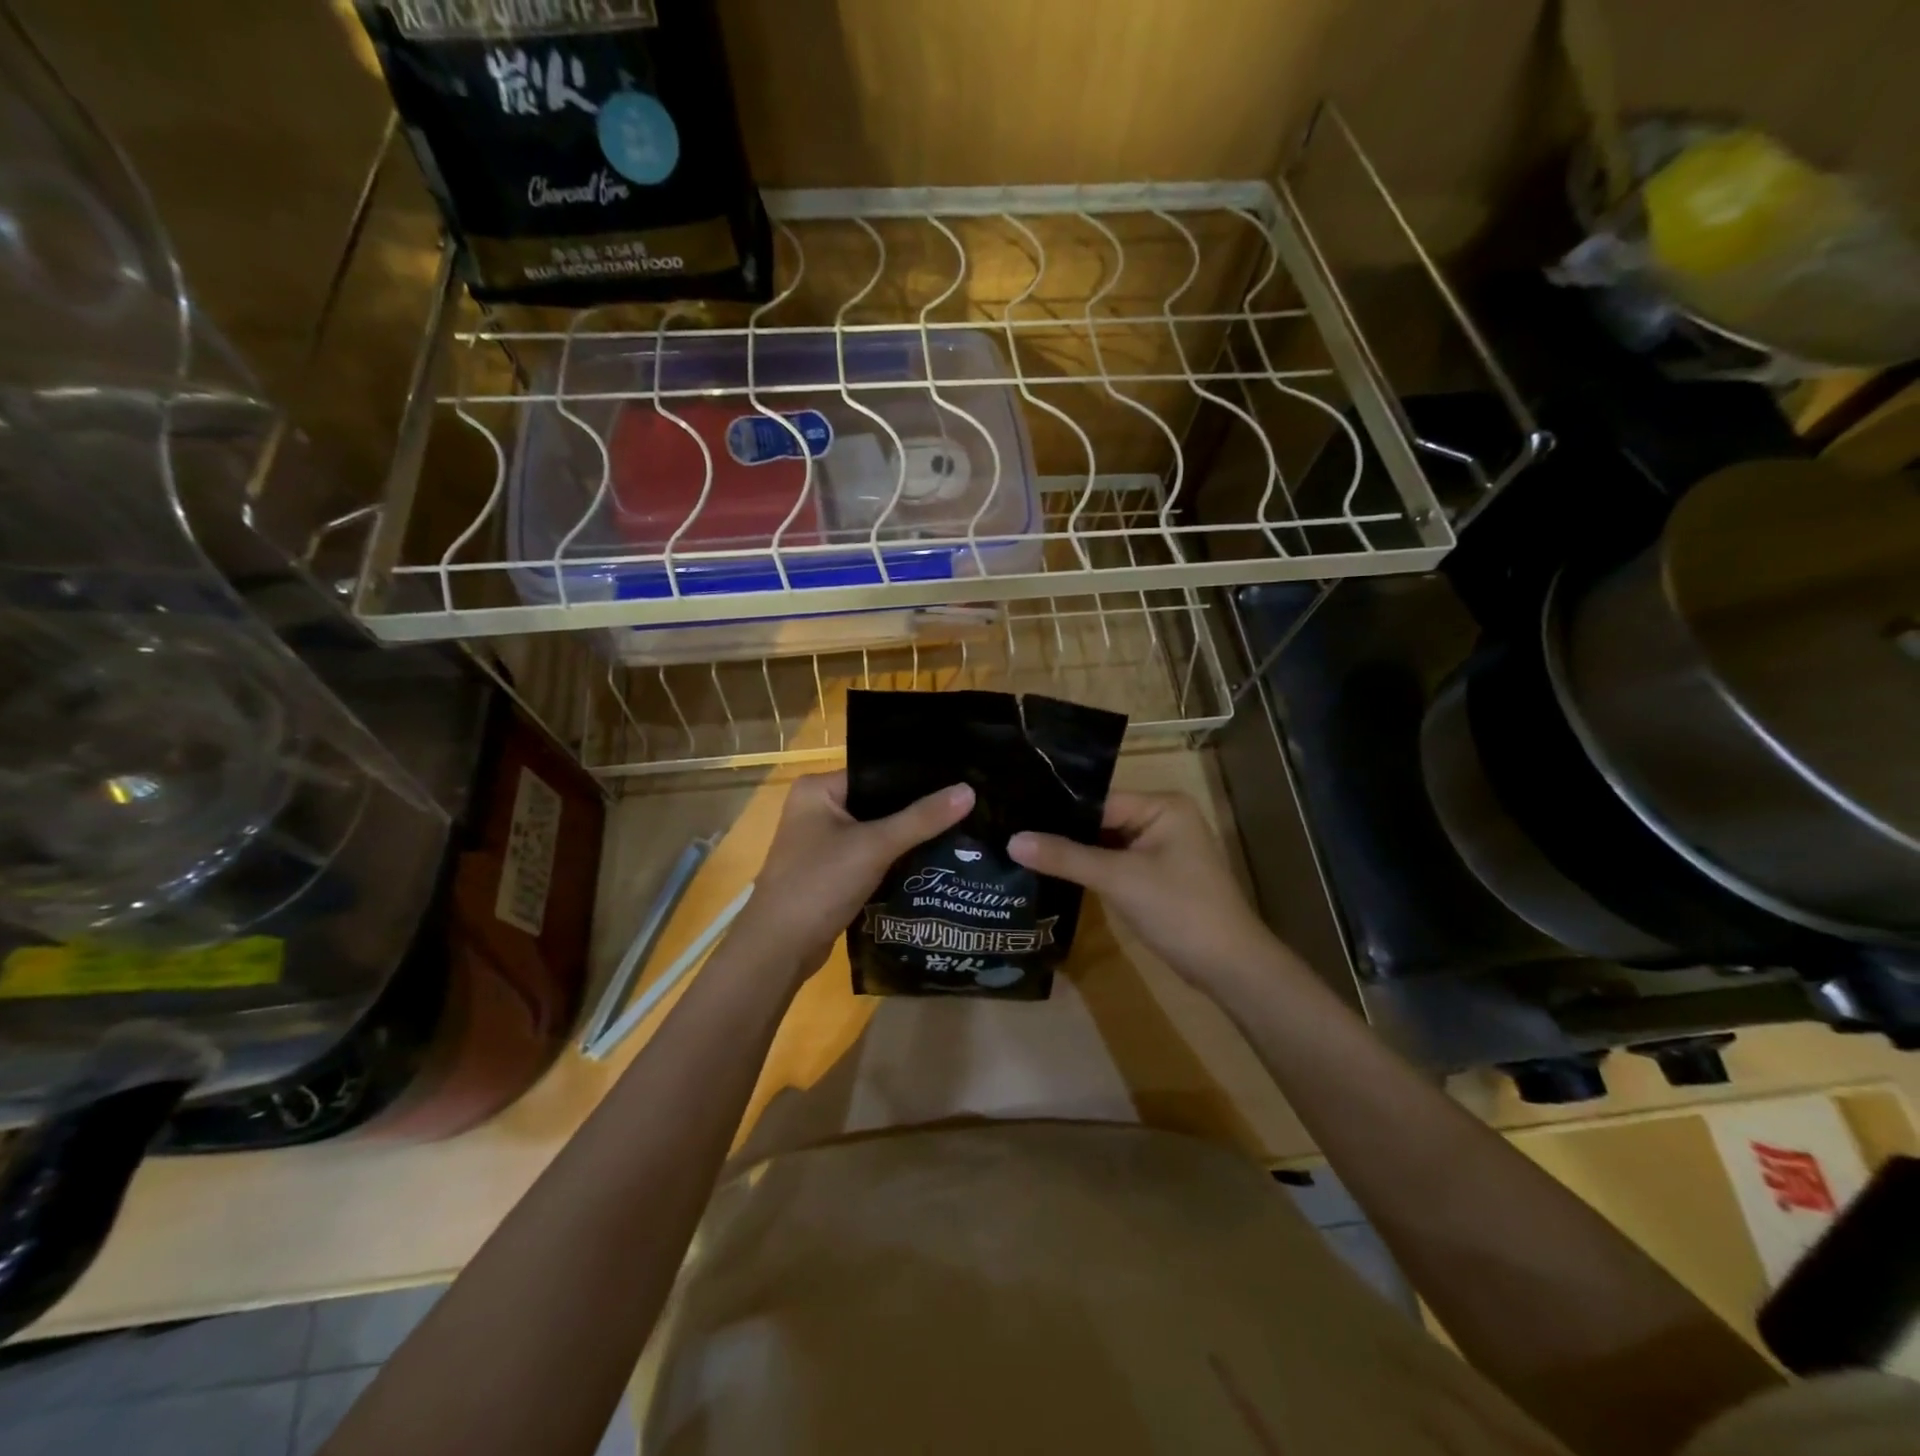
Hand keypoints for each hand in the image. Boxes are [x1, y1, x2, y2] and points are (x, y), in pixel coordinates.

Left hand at [731, 771, 974, 983]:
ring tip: (959, 830)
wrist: (779, 949)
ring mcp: (822, 842)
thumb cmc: (819, 884)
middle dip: (917, 810)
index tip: (959, 779)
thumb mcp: (875, 846)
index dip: (917, 777)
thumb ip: (922, 818)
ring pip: (877, 831)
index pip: (877, 772)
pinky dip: (895, 859)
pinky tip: (932, 859)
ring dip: (908, 836)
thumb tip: (969, 790)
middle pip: (879, 802)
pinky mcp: (831, 871)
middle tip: (966, 806)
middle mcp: (817, 808)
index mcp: (817, 789)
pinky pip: (871, 855)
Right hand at [1008, 792, 1284, 994]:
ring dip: (1073, 852)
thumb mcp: (1118, 879)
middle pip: (1101, 819)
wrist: (1228, 966)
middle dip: (1062, 832)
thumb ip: (1065, 857)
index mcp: (1162, 806)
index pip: (1099, 799)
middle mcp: (1163, 819)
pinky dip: (1090, 869)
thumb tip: (1011, 840)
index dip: (1058, 810)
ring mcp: (1161, 849)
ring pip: (1105, 843)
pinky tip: (1052, 873)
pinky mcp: (1156, 876)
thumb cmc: (1179, 910)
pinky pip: (1115, 863)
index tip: (1014, 815)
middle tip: (1010, 833)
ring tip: (1022, 850)